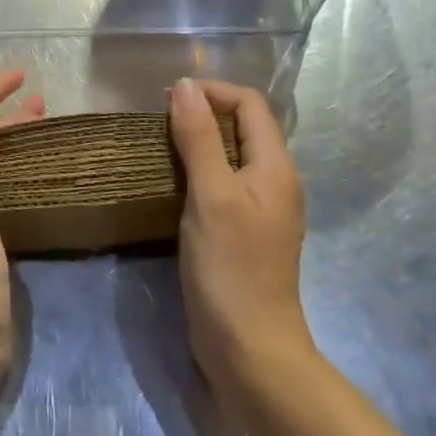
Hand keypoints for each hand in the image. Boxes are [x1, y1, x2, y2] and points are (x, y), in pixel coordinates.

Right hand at [169, 78, 311, 395]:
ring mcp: (261, 209)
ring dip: (198, 143)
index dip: (213, 91)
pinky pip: (223, 183)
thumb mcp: (211, 195)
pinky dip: (199, 171)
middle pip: (243, 126)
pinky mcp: (244, 232)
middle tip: (159, 121)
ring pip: (231, 155)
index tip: (170, 99)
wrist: (249, 350)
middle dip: (203, 114)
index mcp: (276, 166)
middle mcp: (275, 181)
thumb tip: (185, 85)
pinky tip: (172, 184)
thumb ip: (199, 138)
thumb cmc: (231, 268)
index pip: (250, 103)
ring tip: (159, 146)